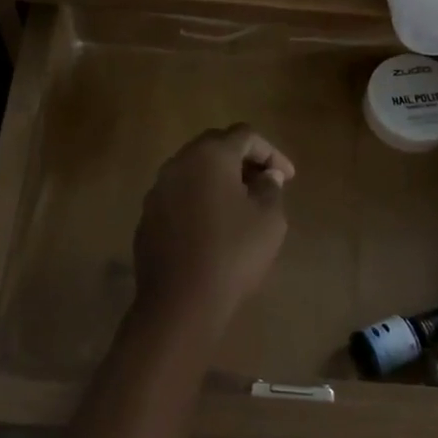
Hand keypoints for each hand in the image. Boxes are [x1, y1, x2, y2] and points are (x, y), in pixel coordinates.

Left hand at [131, 125, 294, 349]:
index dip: (271, 152)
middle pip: (215, 147)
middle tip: (266, 183)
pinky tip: (214, 225)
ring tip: (242, 203)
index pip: (245, 135)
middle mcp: (178, 163)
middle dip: (243, 160)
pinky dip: (200, 200)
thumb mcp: (268, 219)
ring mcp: (158, 190)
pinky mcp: (148, 216)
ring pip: (194, 171)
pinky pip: (179, 196)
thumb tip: (265, 176)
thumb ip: (270, 188)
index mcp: (209, 155)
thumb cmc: (232, 253)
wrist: (180, 302)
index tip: (289, 177)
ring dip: (220, 180)